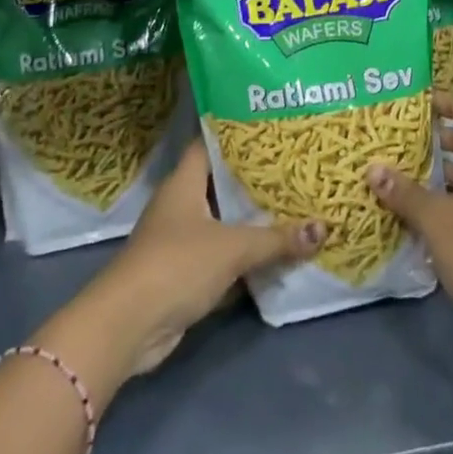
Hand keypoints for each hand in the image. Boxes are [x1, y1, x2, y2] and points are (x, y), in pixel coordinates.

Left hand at [40, 141, 323, 385]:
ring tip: (295, 204)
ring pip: (224, 221)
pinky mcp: (185, 273)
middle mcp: (181, 205)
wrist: (128, 326)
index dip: (237, 134)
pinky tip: (277, 251)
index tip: (271, 127)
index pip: (209, 144)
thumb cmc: (176, 265)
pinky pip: (223, 254)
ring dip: (253, 220)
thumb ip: (276, 239)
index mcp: (184, 183)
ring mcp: (181, 240)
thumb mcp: (232, 247)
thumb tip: (323, 227)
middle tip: (295, 167)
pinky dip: (245, 254)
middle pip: (221, 184)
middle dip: (255, 180)